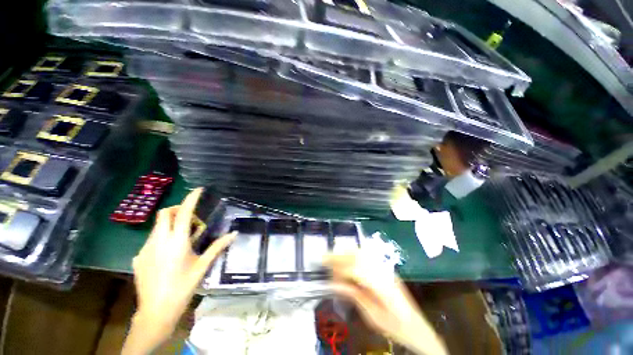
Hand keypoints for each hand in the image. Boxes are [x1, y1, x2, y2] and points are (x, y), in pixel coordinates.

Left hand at [123, 188, 236, 354]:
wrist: (156, 311)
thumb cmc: (183, 286)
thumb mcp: (203, 265)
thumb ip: (218, 247)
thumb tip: (233, 234)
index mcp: (176, 241)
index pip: (183, 213)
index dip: (191, 199)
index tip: (198, 190)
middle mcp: (158, 241)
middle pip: (165, 214)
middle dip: (178, 210)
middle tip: (192, 220)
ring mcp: (145, 249)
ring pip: (158, 227)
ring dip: (171, 225)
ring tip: (183, 240)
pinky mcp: (138, 257)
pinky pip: (152, 240)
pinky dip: (163, 238)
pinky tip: (169, 255)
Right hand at [324, 253, 447, 354]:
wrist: (416, 326)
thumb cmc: (394, 326)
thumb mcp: (372, 316)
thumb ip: (354, 296)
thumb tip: (335, 283)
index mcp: (382, 285)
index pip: (355, 269)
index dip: (338, 266)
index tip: (325, 265)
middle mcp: (383, 271)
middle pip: (358, 256)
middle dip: (339, 255)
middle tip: (324, 257)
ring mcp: (385, 267)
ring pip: (362, 253)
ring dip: (346, 252)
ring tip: (333, 256)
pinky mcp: (385, 268)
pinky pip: (367, 256)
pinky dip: (354, 254)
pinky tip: (346, 257)